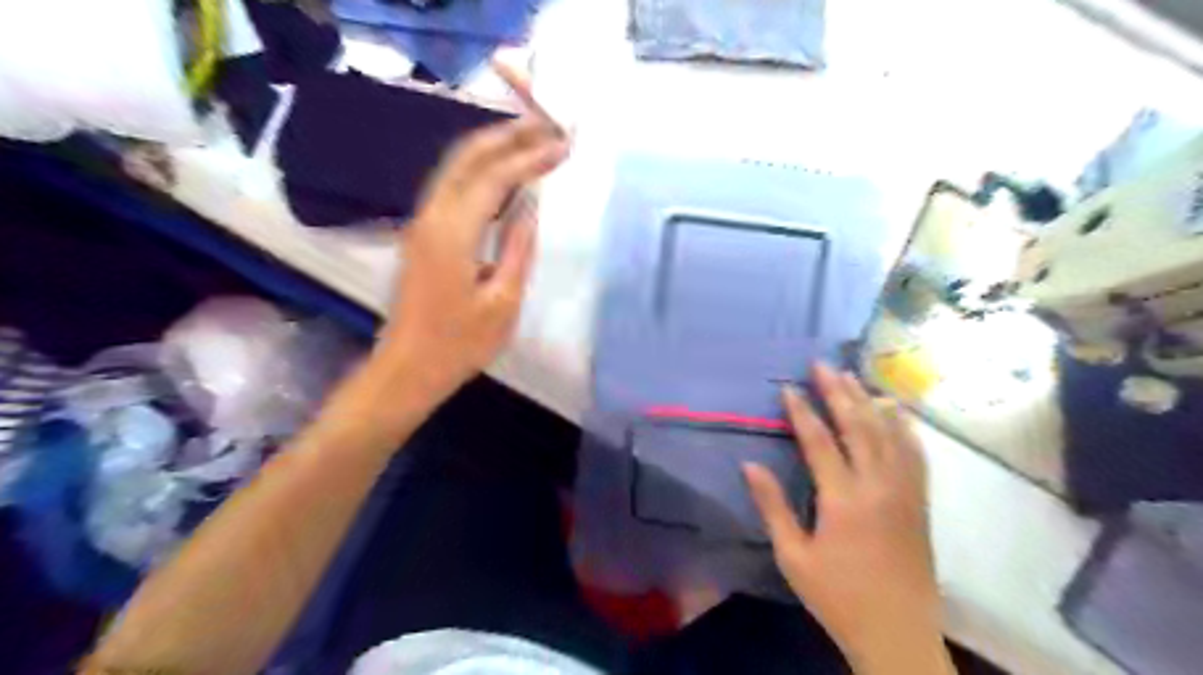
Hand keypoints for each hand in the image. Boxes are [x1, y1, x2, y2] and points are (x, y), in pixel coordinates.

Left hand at [371, 116, 568, 400]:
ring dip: (492, 147)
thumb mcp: (502, 302)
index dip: (530, 157)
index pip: (495, 177)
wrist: (407, 368)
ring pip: (455, 167)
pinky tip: (502, 173)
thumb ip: (518, 249)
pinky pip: (451, 186)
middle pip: (467, 157)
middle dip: (508, 134)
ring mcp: (421, 223)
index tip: (564, 145)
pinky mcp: (422, 234)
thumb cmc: (459, 344)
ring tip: (530, 138)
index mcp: (453, 232)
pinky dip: (479, 169)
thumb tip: (531, 208)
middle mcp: (431, 216)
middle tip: (547, 124)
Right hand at [745, 368, 950, 671]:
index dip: (802, 411)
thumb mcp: (793, 557)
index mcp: (843, 500)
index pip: (819, 441)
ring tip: (853, 375)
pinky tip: (897, 410)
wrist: (898, 634)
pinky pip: (915, 455)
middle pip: (858, 427)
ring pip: (888, 434)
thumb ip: (772, 507)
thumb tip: (749, 464)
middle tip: (823, 364)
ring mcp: (904, 492)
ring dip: (869, 401)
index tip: (788, 387)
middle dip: (838, 392)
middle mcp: (878, 486)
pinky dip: (904, 427)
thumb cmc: (838, 597)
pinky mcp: (919, 502)